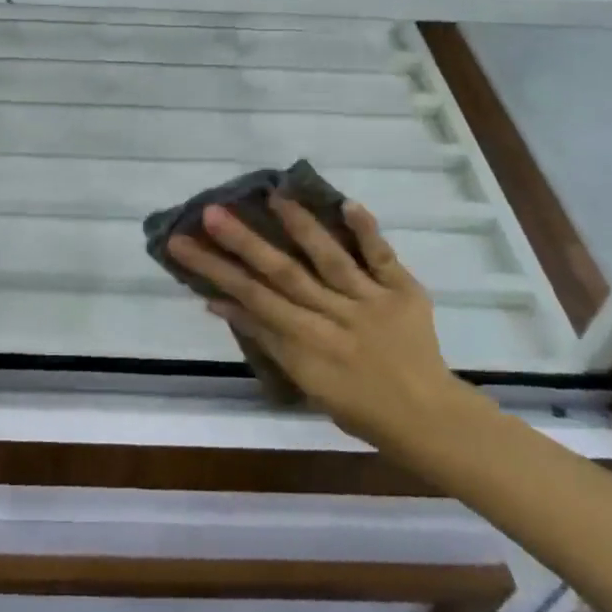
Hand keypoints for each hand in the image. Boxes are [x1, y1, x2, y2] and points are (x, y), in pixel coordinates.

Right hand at [167, 197, 482, 454]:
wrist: (427, 417)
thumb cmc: (357, 405)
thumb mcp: (303, 381)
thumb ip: (265, 338)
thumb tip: (219, 303)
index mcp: (307, 345)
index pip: (253, 299)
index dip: (216, 272)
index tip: (184, 244)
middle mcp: (334, 318)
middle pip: (282, 275)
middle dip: (243, 243)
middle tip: (211, 212)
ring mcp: (371, 301)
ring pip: (330, 259)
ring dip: (300, 226)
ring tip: (273, 195)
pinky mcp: (403, 291)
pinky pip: (383, 257)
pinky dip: (368, 231)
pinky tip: (348, 203)